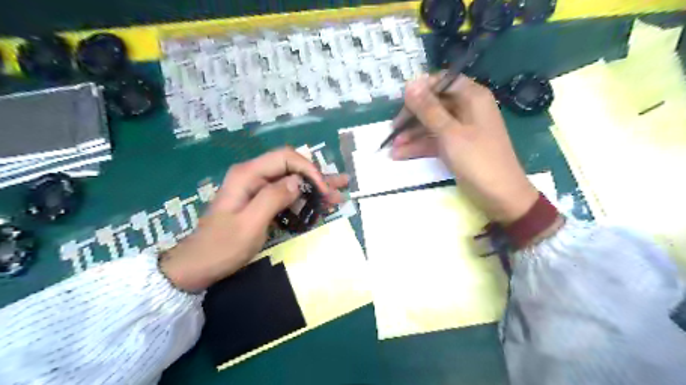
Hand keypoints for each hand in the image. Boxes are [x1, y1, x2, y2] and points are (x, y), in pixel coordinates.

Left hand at [159, 147, 348, 290]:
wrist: (198, 265)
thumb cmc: (222, 246)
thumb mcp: (250, 224)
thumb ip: (274, 198)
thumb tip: (298, 181)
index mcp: (248, 175)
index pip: (286, 158)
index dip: (308, 170)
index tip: (323, 190)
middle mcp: (254, 176)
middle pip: (291, 167)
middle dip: (317, 178)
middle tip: (340, 187)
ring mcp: (257, 189)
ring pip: (292, 182)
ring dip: (315, 189)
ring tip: (338, 196)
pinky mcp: (260, 202)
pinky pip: (286, 196)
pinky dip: (304, 200)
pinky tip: (320, 206)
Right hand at [394, 73, 538, 223]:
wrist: (500, 196)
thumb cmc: (477, 160)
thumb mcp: (450, 133)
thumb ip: (428, 109)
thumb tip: (410, 84)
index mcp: (472, 97)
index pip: (443, 81)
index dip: (422, 90)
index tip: (402, 103)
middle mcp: (467, 109)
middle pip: (434, 104)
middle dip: (412, 117)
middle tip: (393, 130)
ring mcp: (461, 129)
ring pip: (432, 124)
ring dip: (412, 135)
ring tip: (392, 148)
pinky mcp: (456, 146)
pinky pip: (434, 140)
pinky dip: (419, 146)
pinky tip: (401, 154)